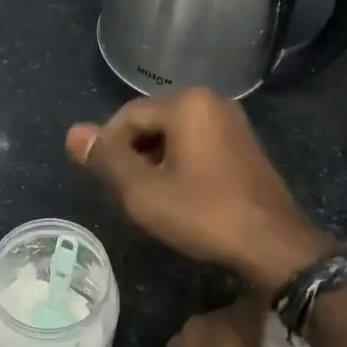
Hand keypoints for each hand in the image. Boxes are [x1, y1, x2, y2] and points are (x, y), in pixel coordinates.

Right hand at [67, 89, 336, 293]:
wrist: (273, 244)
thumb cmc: (204, 214)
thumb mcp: (144, 191)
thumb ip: (107, 159)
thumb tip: (73, 133)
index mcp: (187, 104)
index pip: (126, 116)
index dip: (108, 149)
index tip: (106, 185)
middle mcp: (212, 102)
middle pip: (151, 123)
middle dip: (132, 156)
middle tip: (127, 195)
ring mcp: (232, 123)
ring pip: (174, 136)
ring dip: (154, 163)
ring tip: (150, 200)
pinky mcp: (243, 146)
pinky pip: (197, 145)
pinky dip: (179, 166)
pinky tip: (179, 197)